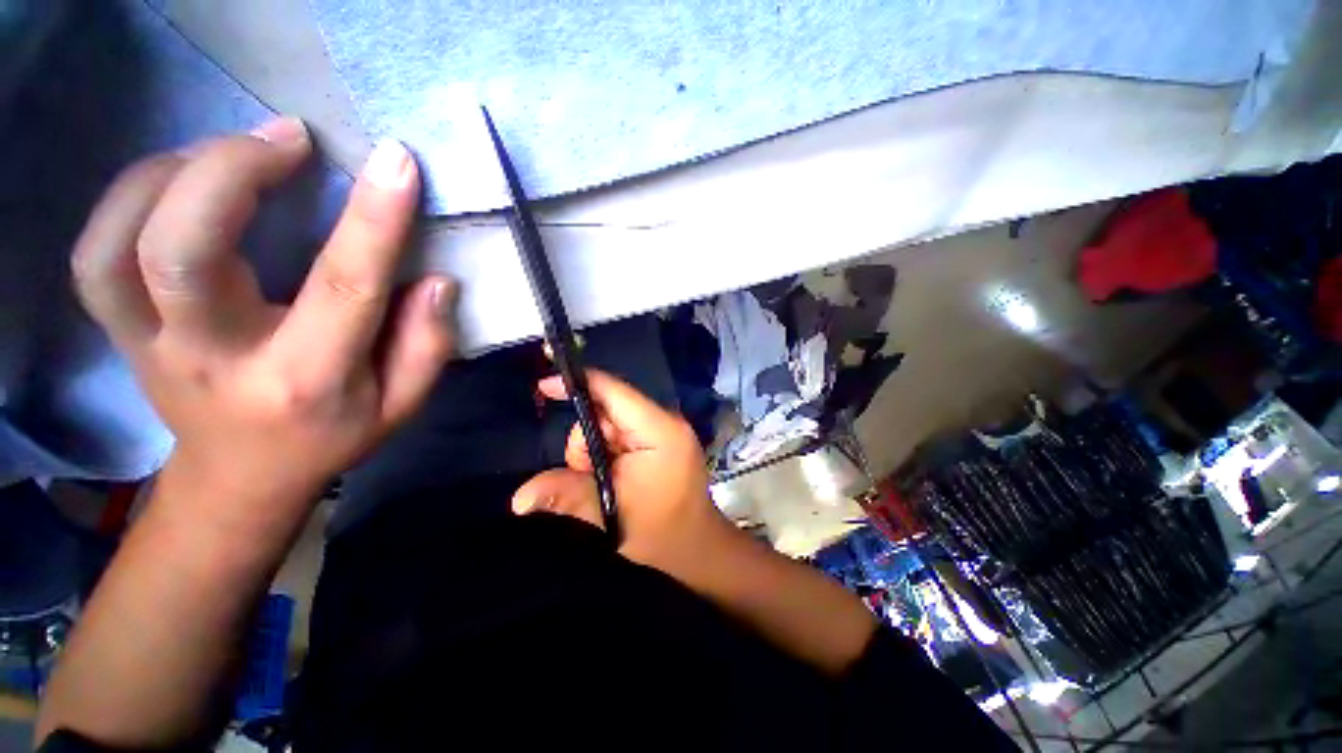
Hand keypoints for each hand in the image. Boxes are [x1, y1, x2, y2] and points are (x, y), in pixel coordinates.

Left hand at [71, 117, 457, 522]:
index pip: (342, 288)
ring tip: (233, 149)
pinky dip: (128, 197)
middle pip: (182, 251)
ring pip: (117, 244)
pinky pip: (95, 254)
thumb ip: (428, 346)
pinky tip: (178, 179)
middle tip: (289, 138)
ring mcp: (150, 345)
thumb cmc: (333, 436)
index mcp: (306, 378)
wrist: (241, 475)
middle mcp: (215, 358)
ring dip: (171, 172)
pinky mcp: (120, 332)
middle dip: (232, 171)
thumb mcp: (402, 404)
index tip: (395, 163)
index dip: (372, 220)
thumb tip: (437, 281)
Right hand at [511, 370, 730, 575]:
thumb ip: (567, 495)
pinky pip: (620, 435)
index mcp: (660, 430)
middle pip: (609, 408)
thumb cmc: (661, 534)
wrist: (696, 552)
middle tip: (586, 474)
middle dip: (587, 440)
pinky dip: (606, 453)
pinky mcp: (660, 441)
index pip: (614, 392)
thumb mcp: (610, 514)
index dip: (579, 384)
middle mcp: (664, 422)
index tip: (543, 386)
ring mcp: (664, 430)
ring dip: (595, 450)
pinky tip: (610, 478)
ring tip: (602, 483)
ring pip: (610, 423)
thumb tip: (519, 498)